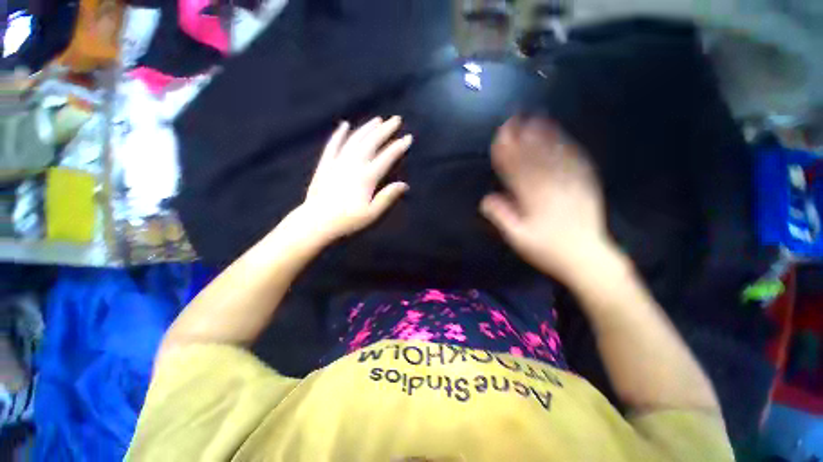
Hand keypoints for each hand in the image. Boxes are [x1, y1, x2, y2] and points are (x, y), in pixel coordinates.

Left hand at [295, 116, 411, 241]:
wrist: (316, 222)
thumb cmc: (347, 220)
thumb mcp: (372, 213)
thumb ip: (388, 197)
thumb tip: (404, 185)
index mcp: (366, 177)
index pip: (386, 157)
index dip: (398, 147)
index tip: (408, 137)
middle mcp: (353, 164)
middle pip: (371, 143)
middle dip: (385, 130)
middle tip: (395, 119)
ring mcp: (337, 162)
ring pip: (354, 140)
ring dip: (367, 128)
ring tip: (377, 119)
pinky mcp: (325, 165)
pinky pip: (333, 145)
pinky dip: (339, 134)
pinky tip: (344, 125)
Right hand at [480, 117, 616, 283]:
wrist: (586, 258)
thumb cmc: (547, 250)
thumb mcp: (518, 239)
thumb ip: (502, 217)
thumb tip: (486, 199)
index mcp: (534, 200)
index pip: (516, 171)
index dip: (506, 153)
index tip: (498, 138)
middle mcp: (553, 187)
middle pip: (534, 158)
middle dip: (521, 138)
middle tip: (513, 121)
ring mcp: (572, 184)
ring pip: (556, 156)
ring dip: (544, 136)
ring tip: (535, 120)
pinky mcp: (587, 185)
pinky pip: (577, 162)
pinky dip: (568, 147)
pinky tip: (563, 137)